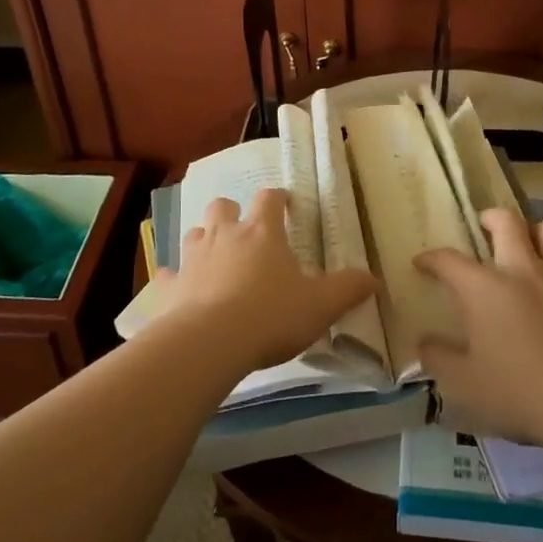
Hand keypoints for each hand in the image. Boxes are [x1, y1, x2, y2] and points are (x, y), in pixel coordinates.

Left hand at [156, 188, 375, 373]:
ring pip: (194, 234)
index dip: (278, 199)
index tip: (285, 204)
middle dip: (232, 213)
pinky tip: (179, 292)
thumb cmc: (270, 315)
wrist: (209, 342)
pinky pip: (168, 275)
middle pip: (223, 206)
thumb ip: (348, 290)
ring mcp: (192, 258)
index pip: (270, 199)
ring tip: (215, 260)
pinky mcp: (169, 286)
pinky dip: (174, 279)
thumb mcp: (320, 305)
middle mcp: (224, 235)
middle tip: (244, 232)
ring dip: (204, 241)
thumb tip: (374, 279)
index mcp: (262, 233)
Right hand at [415, 209, 542, 445]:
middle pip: (505, 221)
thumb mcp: (464, 383)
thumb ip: (438, 358)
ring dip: (530, 232)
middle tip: (483, 228)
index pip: (448, 260)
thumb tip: (424, 342)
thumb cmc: (519, 391)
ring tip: (524, 247)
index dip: (431, 258)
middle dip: (489, 218)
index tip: (422, 264)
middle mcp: (520, 269)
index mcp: (483, 288)